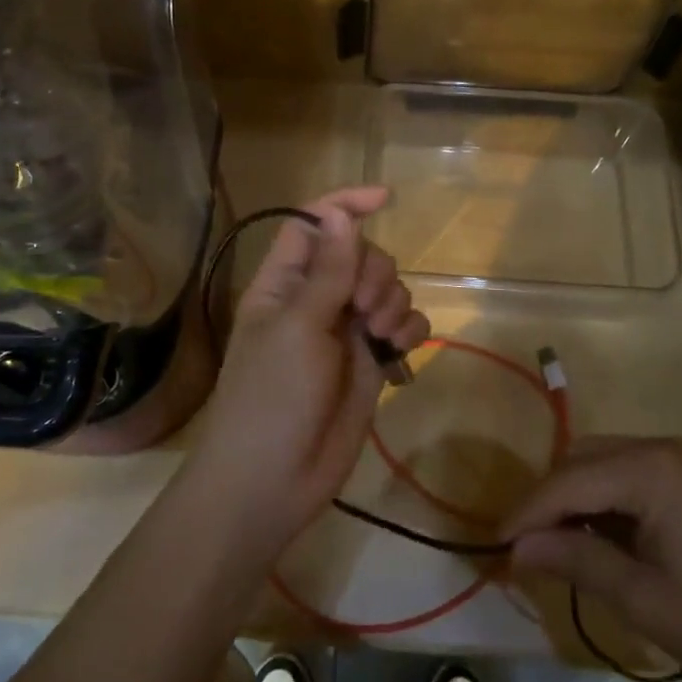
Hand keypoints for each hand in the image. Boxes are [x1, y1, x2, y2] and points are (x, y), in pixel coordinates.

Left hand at [184, 186, 430, 554]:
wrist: (274, 482)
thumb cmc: (272, 397)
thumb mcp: (298, 327)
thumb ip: (328, 271)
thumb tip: (340, 210)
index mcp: (285, 282)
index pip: (315, 223)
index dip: (346, 204)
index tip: (386, 199)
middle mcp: (316, 299)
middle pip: (360, 254)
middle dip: (375, 272)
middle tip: (365, 310)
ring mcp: (344, 331)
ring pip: (385, 288)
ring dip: (393, 301)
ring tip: (381, 336)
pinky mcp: (370, 362)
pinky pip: (402, 326)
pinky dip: (409, 329)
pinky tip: (401, 347)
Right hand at [502, 436, 681, 681]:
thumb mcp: (643, 599)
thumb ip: (576, 562)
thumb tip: (517, 549)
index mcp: (649, 469)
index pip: (567, 482)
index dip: (526, 513)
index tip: (494, 544)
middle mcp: (660, 449)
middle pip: (580, 461)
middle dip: (548, 501)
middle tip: (524, 547)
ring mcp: (679, 461)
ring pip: (600, 463)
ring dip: (573, 499)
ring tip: (554, 545)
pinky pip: (627, 475)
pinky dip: (602, 501)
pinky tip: (597, 537)